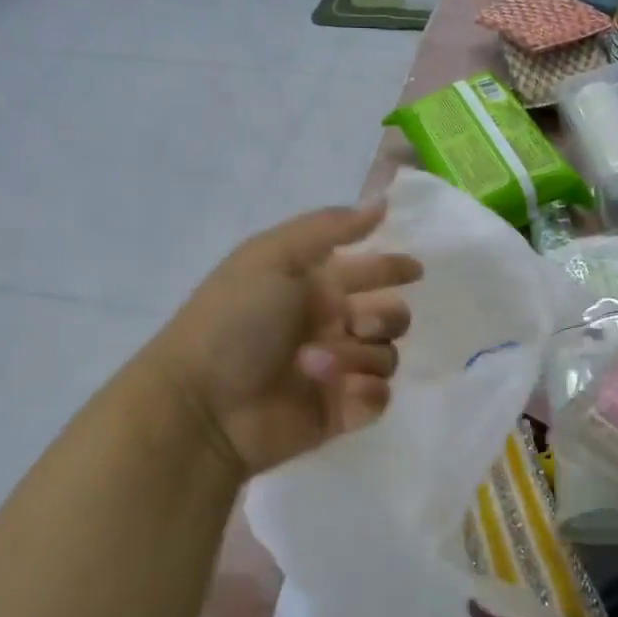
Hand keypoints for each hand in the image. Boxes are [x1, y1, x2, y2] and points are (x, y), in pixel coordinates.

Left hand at [133, 201, 421, 481]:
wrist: (204, 403)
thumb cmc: (234, 321)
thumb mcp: (273, 256)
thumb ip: (329, 228)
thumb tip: (380, 204)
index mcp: (314, 288)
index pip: (367, 272)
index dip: (392, 267)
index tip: (414, 271)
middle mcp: (330, 327)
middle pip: (390, 316)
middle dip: (387, 315)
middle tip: (358, 322)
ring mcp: (337, 371)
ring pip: (387, 356)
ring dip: (361, 355)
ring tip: (317, 364)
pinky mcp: (341, 412)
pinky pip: (379, 397)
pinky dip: (366, 392)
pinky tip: (340, 392)